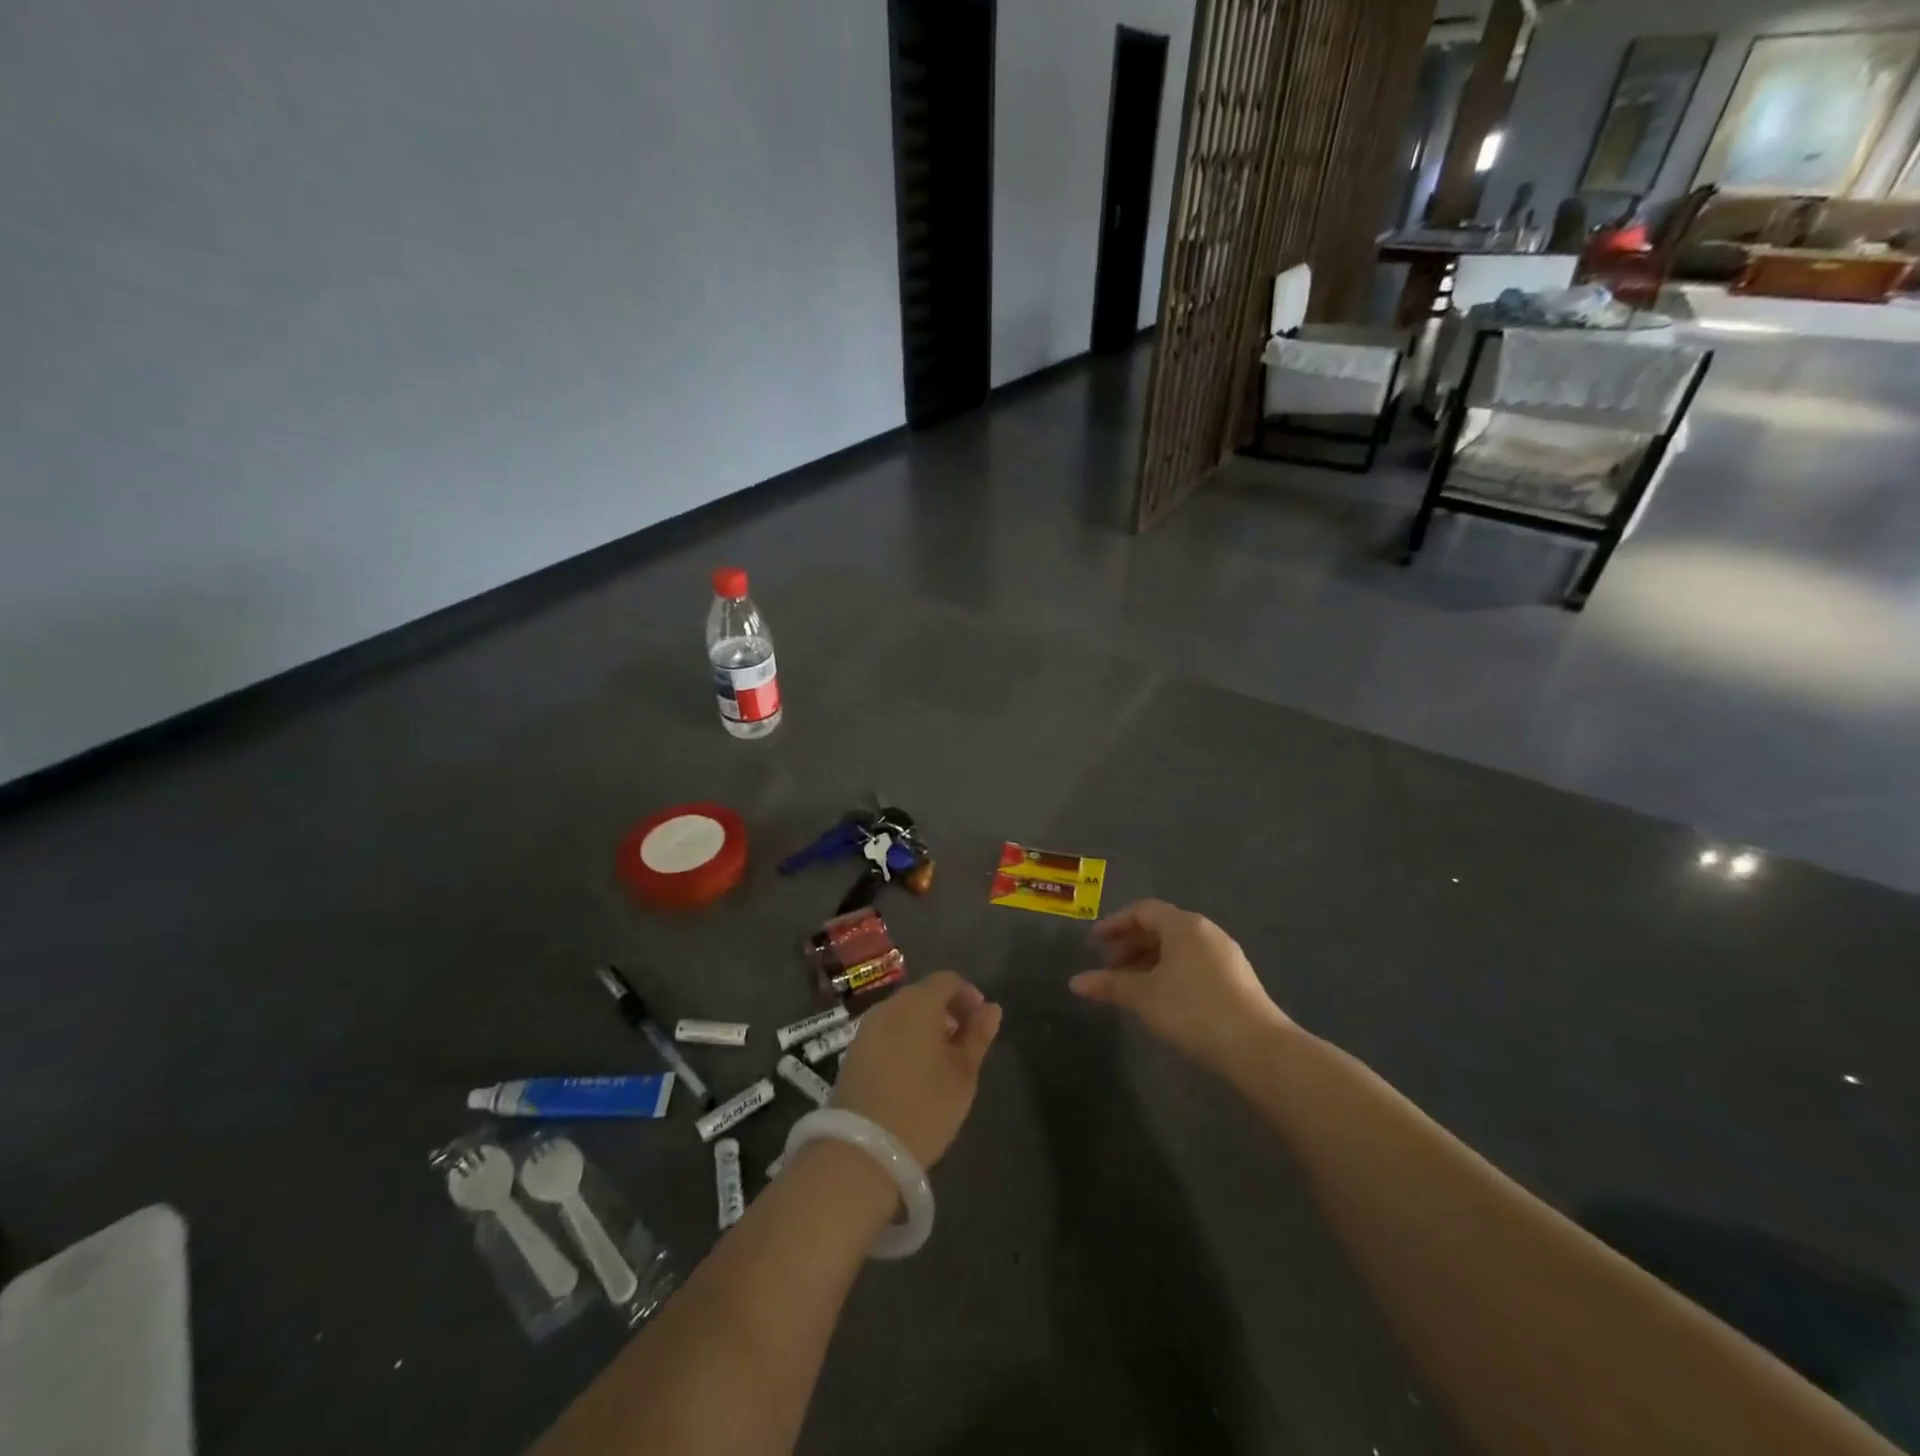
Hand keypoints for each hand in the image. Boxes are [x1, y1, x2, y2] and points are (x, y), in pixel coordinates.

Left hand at [832, 971, 1002, 1169]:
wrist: (862, 1148)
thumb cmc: (924, 1106)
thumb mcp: (963, 1073)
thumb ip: (978, 1035)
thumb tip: (991, 1008)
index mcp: (918, 1003)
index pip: (947, 980)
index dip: (968, 995)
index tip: (980, 1023)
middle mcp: (889, 1006)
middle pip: (922, 994)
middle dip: (945, 1010)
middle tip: (962, 1042)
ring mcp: (866, 1028)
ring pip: (901, 1013)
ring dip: (922, 1025)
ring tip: (938, 1060)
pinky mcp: (852, 1052)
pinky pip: (885, 1032)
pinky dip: (902, 1040)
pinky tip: (910, 1071)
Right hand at [1070, 899, 1291, 1073]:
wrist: (1257, 1047)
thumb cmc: (1193, 1009)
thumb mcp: (1144, 996)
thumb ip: (1109, 984)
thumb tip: (1075, 982)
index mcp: (1184, 925)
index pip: (1144, 910)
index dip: (1116, 923)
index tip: (1095, 942)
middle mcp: (1206, 932)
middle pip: (1162, 927)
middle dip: (1132, 944)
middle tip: (1110, 967)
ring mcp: (1226, 955)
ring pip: (1178, 948)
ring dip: (1150, 961)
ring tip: (1132, 987)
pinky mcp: (1237, 979)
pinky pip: (1194, 963)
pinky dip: (1171, 972)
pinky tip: (1163, 998)